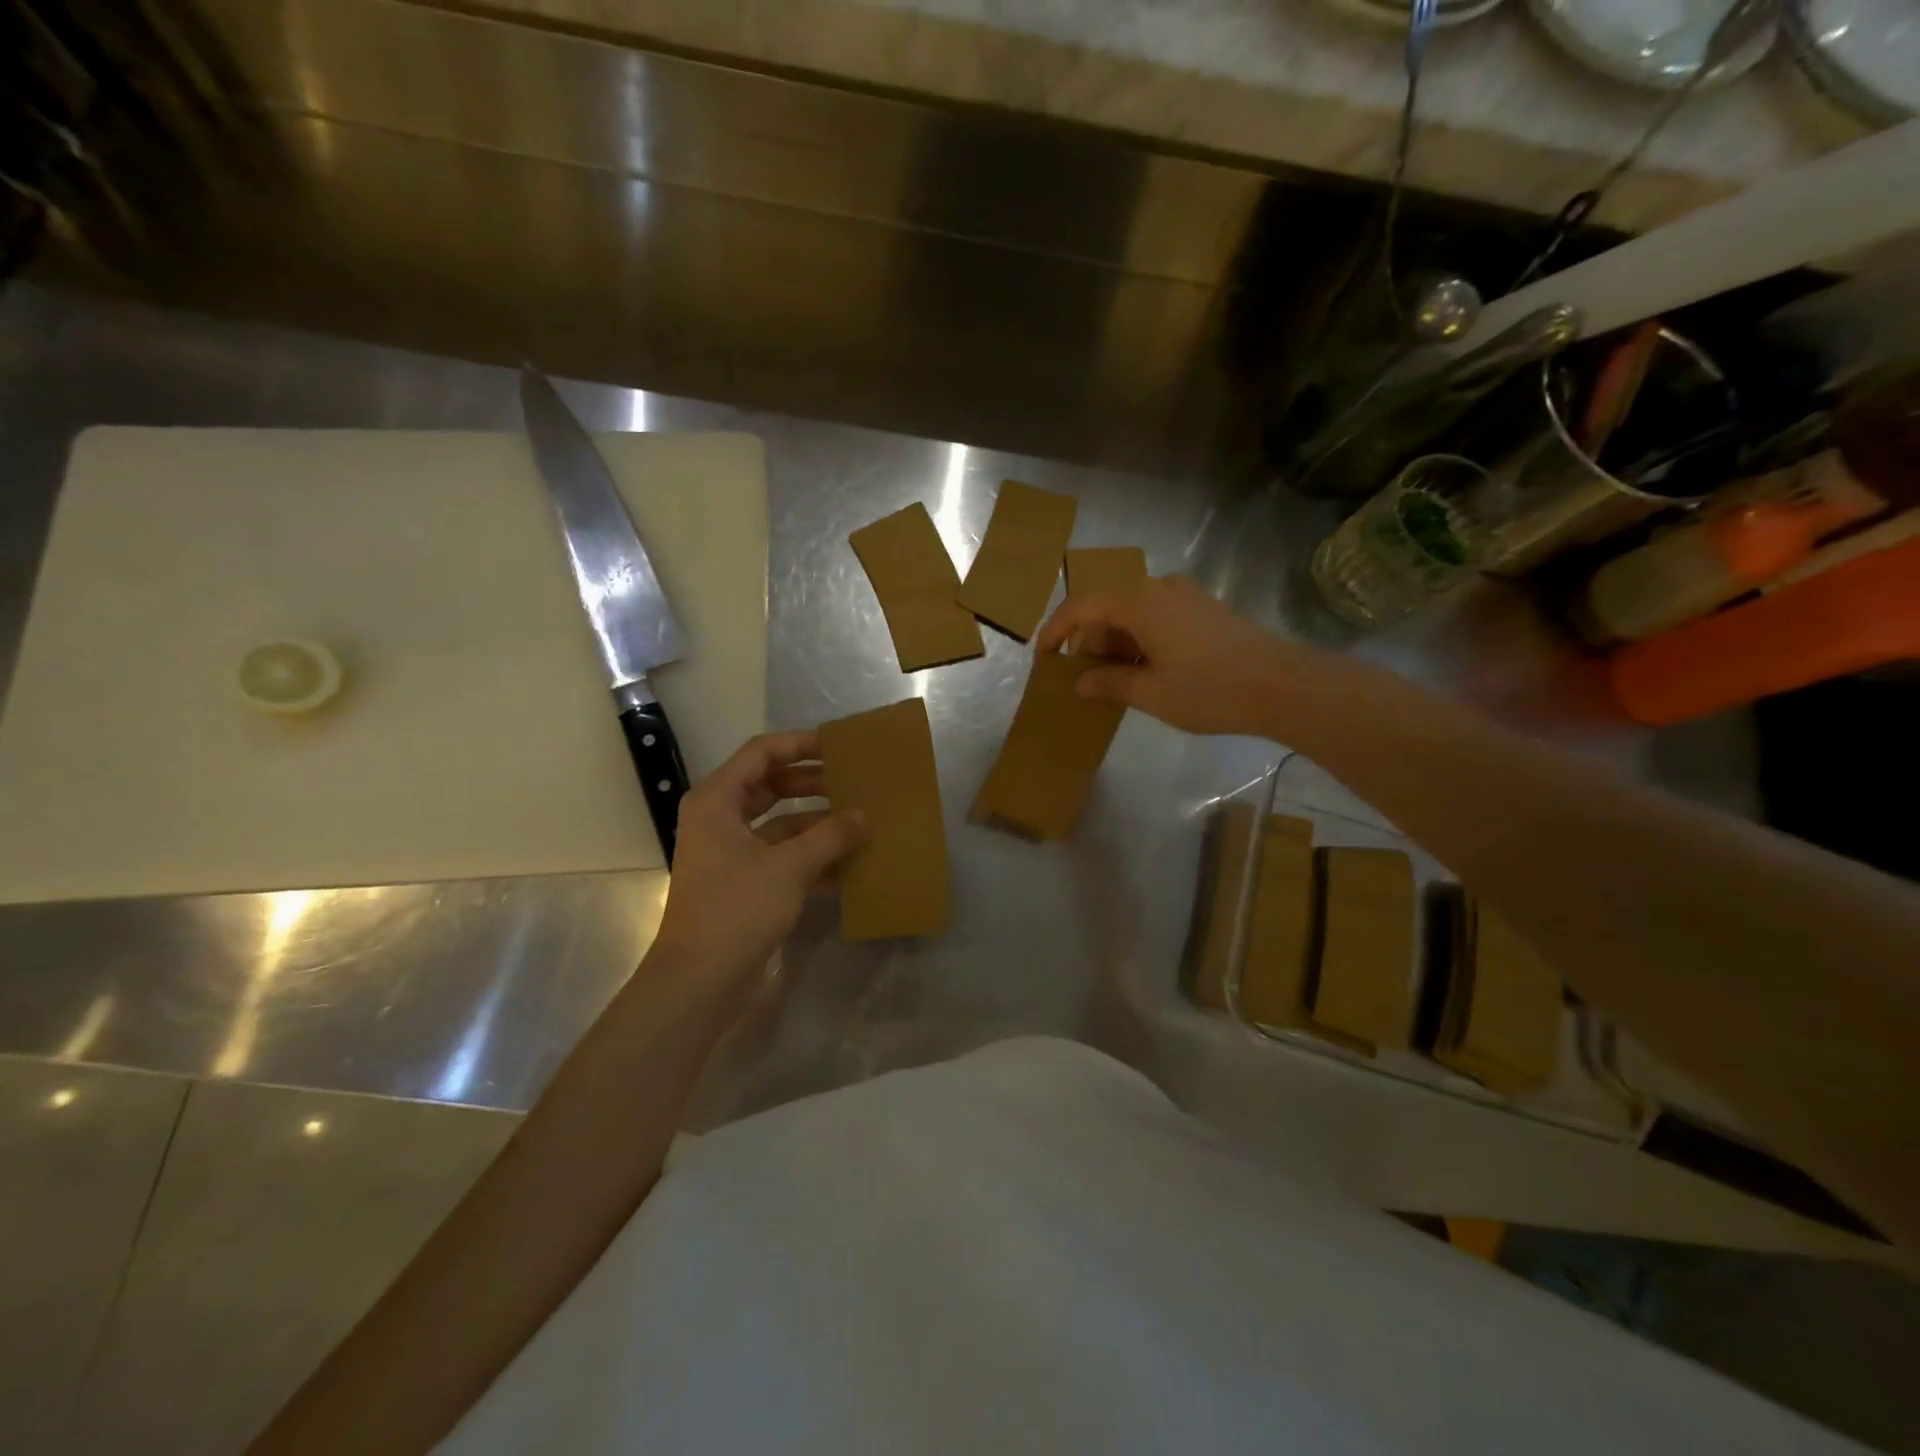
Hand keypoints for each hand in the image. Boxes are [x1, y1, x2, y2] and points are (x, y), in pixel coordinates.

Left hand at [651, 730, 866, 980]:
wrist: (699, 982)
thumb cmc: (736, 909)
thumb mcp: (789, 867)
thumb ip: (831, 836)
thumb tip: (864, 816)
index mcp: (718, 801)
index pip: (762, 753)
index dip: (800, 744)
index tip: (839, 747)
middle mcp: (721, 820)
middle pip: (772, 786)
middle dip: (814, 784)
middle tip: (855, 782)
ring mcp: (733, 854)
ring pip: (782, 824)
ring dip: (818, 823)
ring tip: (861, 821)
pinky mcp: (745, 884)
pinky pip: (784, 857)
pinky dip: (813, 856)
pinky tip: (850, 864)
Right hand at [1034, 575, 1311, 736]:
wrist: (1283, 686)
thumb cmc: (1210, 690)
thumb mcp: (1151, 694)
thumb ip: (1109, 683)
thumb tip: (1080, 681)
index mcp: (1140, 603)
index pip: (1082, 607)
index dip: (1056, 630)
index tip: (1042, 656)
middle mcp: (1160, 589)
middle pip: (1108, 608)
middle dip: (1090, 642)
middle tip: (1083, 679)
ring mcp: (1185, 596)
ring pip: (1133, 614)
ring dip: (1116, 643)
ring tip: (1114, 681)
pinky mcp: (1204, 608)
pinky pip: (1157, 617)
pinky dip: (1140, 640)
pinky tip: (1146, 671)